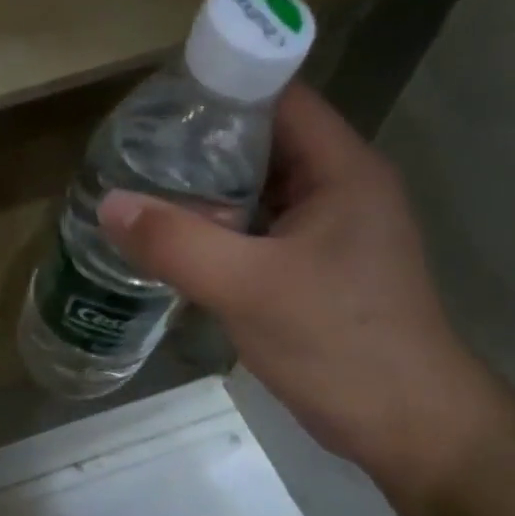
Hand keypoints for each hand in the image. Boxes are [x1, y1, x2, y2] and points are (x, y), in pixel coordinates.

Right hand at [97, 85, 505, 503]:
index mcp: (341, 170)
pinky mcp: (313, 270)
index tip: (157, 103)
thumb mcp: (248, 287)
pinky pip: (257, 231)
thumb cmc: (338, 343)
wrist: (405, 425)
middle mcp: (338, 189)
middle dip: (201, 144)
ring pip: (258, 191)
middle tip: (135, 150)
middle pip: (263, 143)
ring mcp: (327, 232)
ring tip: (142, 189)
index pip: (279, 100)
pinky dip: (217, 229)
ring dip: (206, 190)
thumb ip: (176, 243)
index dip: (221, 90)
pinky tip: (173, 241)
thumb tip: (109, 204)